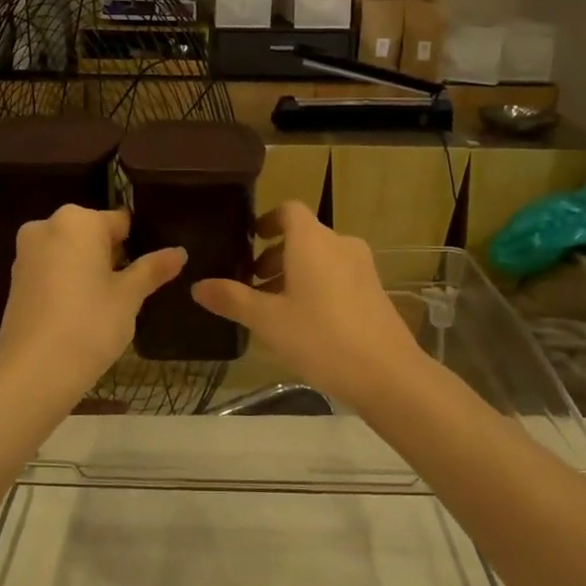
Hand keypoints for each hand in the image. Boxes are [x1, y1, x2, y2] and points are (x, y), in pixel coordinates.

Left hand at [0, 205, 185, 403]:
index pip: (120, 221)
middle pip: (92, 235)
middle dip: (112, 257)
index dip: (139, 244)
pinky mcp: (16, 280)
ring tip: (109, 305)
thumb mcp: (129, 296)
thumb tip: (180, 252)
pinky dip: (68, 283)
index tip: (150, 269)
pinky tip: (81, 313)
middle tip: (132, 290)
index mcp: (77, 220)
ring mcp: (26, 253)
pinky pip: (51, 271)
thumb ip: (152, 269)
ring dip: (89, 270)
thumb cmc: (90, 324)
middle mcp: (46, 226)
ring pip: (70, 253)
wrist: (34, 372)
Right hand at [191, 201, 429, 410]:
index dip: (267, 221)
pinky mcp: (374, 291)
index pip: (288, 211)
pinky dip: (316, 285)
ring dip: (294, 273)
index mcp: (312, 241)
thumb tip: (198, 286)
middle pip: (303, 236)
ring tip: (272, 307)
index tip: (248, 241)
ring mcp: (362, 268)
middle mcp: (340, 244)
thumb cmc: (320, 338)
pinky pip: (337, 275)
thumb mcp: (267, 320)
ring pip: (320, 258)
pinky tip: (303, 322)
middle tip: (250, 284)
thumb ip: (232, 299)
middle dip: (274, 256)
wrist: (387, 374)